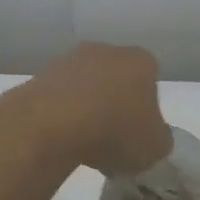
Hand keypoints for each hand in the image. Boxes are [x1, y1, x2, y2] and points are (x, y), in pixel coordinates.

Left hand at [10, 42, 171, 176]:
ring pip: (85, 86)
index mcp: (140, 61)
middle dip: (114, 105)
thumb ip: (159, 139)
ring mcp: (69, 60)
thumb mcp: (154, 148)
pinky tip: (60, 138)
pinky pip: (59, 98)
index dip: (146, 109)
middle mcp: (105, 51)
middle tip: (112, 139)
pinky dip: (61, 115)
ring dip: (86, 108)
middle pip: (116, 79)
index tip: (137, 134)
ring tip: (83, 143)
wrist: (51, 124)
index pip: (150, 80)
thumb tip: (152, 137)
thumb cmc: (115, 131)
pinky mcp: (40, 76)